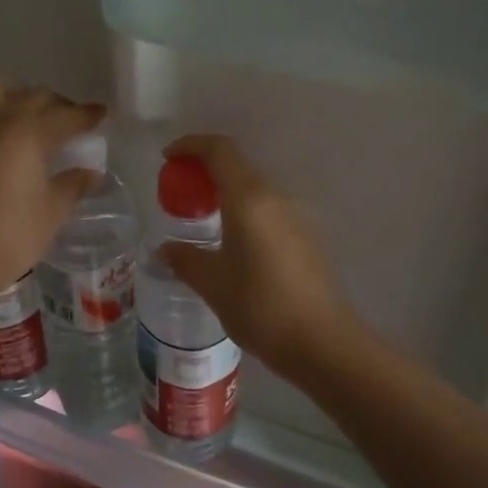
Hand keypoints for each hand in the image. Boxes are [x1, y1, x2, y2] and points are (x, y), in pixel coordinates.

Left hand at [0, 74, 105, 312]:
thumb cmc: (13, 235)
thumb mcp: (53, 211)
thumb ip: (74, 186)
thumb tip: (92, 174)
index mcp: (31, 133)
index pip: (68, 116)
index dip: (88, 115)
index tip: (101, 115)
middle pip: (34, 96)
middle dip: (57, 104)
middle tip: (69, 122)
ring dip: (12, 94)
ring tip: (22, 114)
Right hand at [158, 134, 360, 375]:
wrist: (322, 342)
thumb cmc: (261, 307)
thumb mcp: (212, 283)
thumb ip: (185, 259)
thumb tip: (165, 250)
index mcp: (249, 199)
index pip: (220, 150)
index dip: (192, 145)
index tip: (168, 158)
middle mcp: (275, 198)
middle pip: (238, 166)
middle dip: (205, 169)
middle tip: (180, 191)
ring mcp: (296, 216)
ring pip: (255, 188)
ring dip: (226, 192)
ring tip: (203, 217)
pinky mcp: (306, 237)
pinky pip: (268, 209)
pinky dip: (244, 210)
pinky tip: (232, 241)